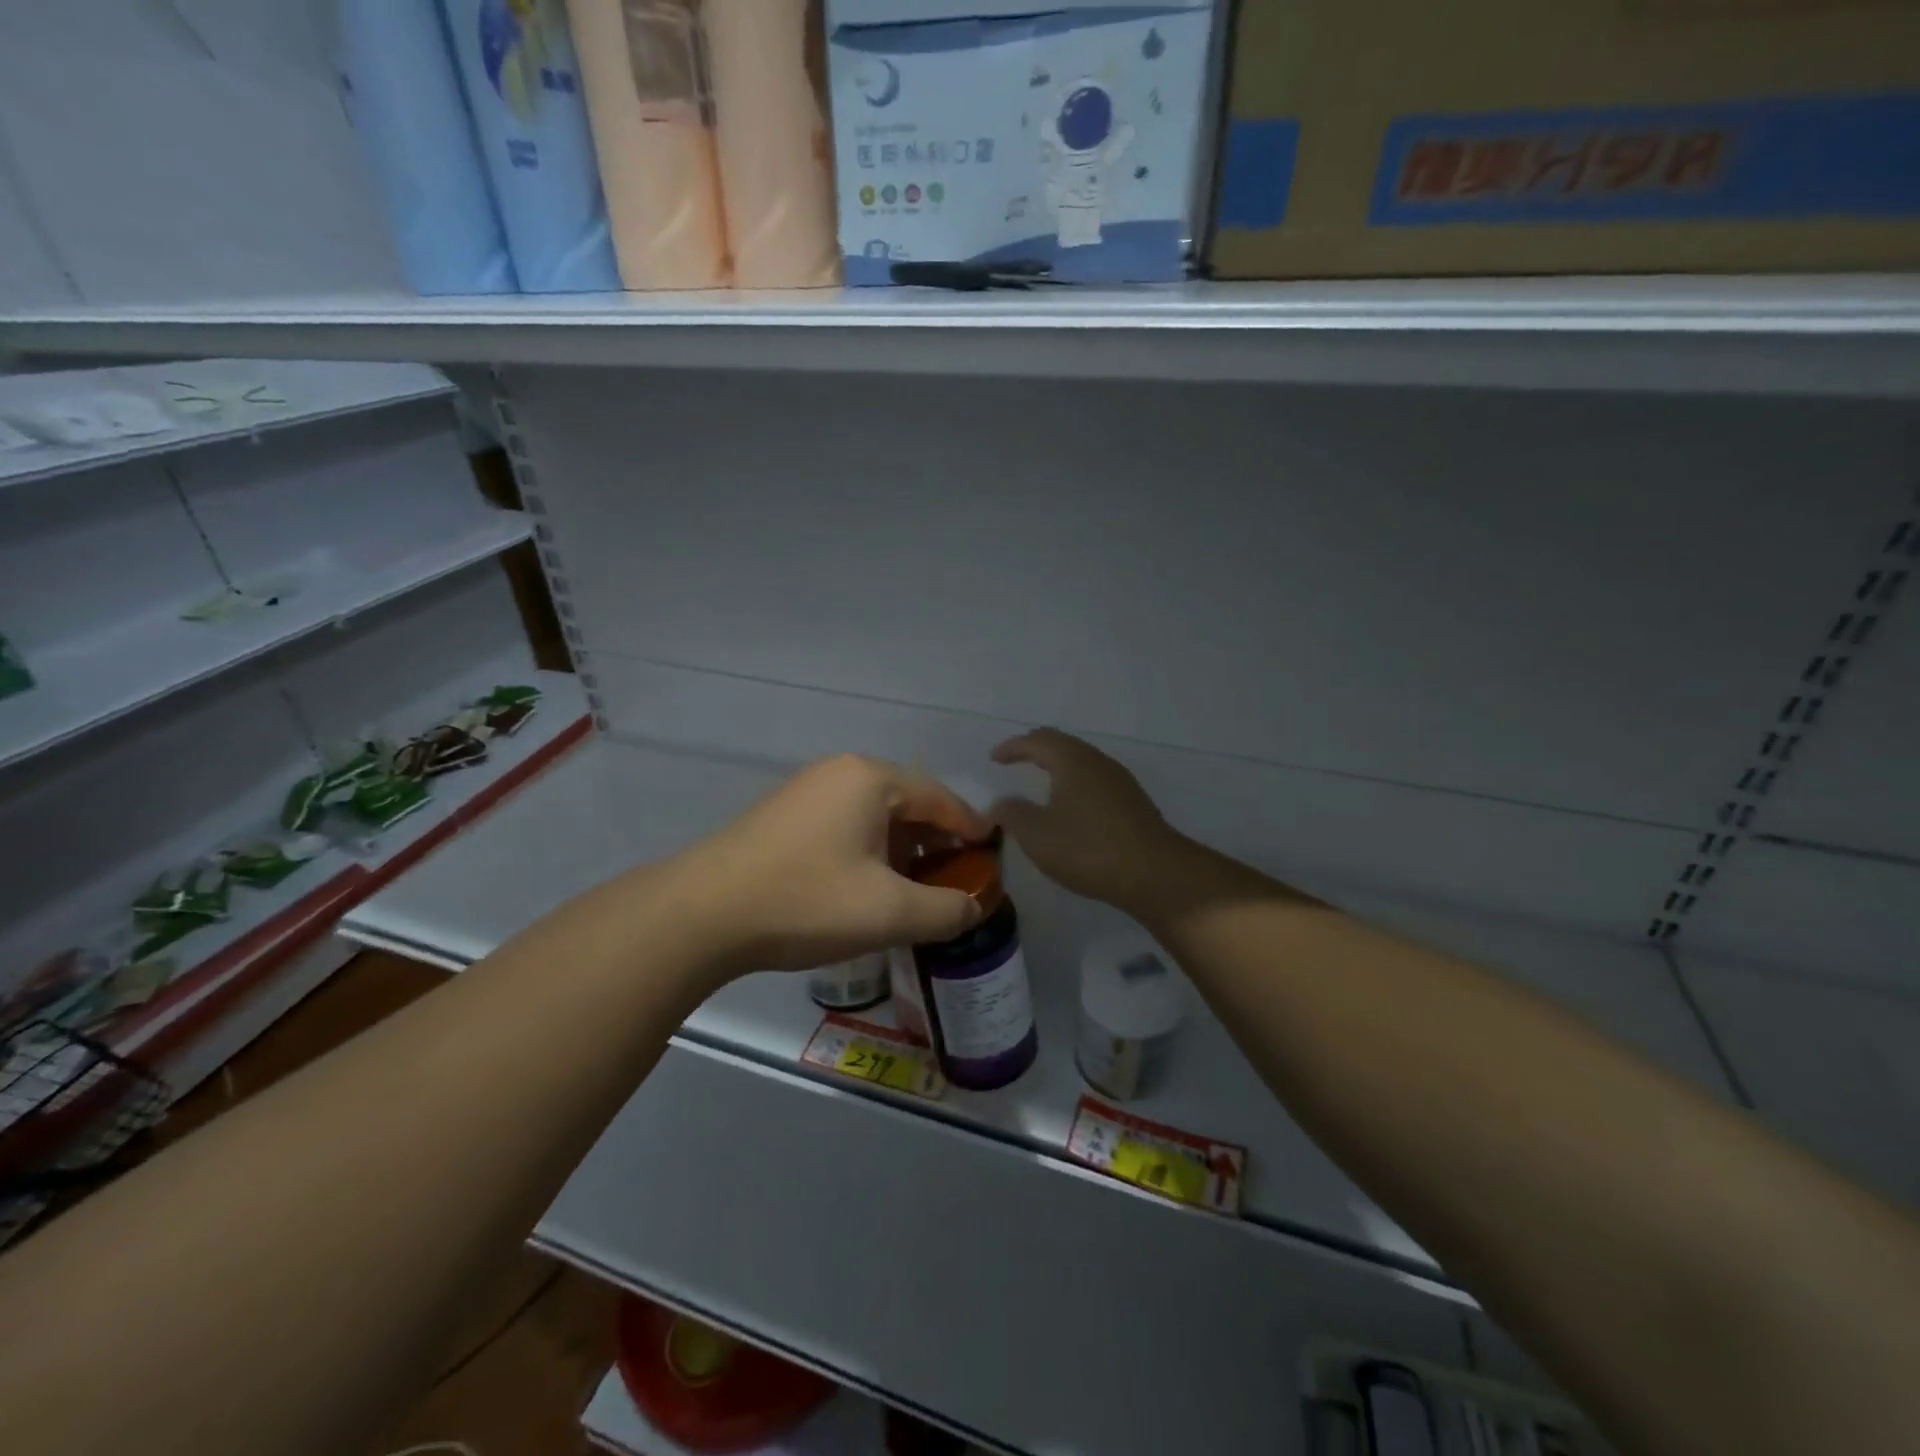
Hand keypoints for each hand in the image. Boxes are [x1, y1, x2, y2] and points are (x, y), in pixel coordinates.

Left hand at [671, 754, 990, 975]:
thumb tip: (973, 907)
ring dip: (901, 848)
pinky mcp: (782, 815)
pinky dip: (868, 850)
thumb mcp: (889, 912)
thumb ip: (945, 909)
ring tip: (914, 888)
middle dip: (935, 841)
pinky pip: (844, 825)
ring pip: (873, 815)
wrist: (702, 914)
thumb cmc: (807, 901)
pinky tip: (866, 886)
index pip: (940, 797)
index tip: (991, 856)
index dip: (970, 828)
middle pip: (907, 802)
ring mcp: (806, 791)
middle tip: (954, 878)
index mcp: (871, 778)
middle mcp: (839, 772)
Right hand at [990, 729, 1180, 913]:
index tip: (994, 758)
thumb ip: (1013, 814)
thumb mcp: (1037, 835)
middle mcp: (1097, 761)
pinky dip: (1075, 782)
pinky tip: (1072, 805)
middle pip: (1062, 744)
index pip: (1037, 740)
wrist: (1155, 873)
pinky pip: (1095, 779)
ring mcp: (1119, 780)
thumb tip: (1000, 803)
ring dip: (1058, 766)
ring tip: (1041, 780)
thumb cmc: (1088, 849)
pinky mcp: (1133, 802)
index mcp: (1072, 760)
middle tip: (1015, 760)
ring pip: (1081, 761)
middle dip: (1035, 749)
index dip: (1012, 747)